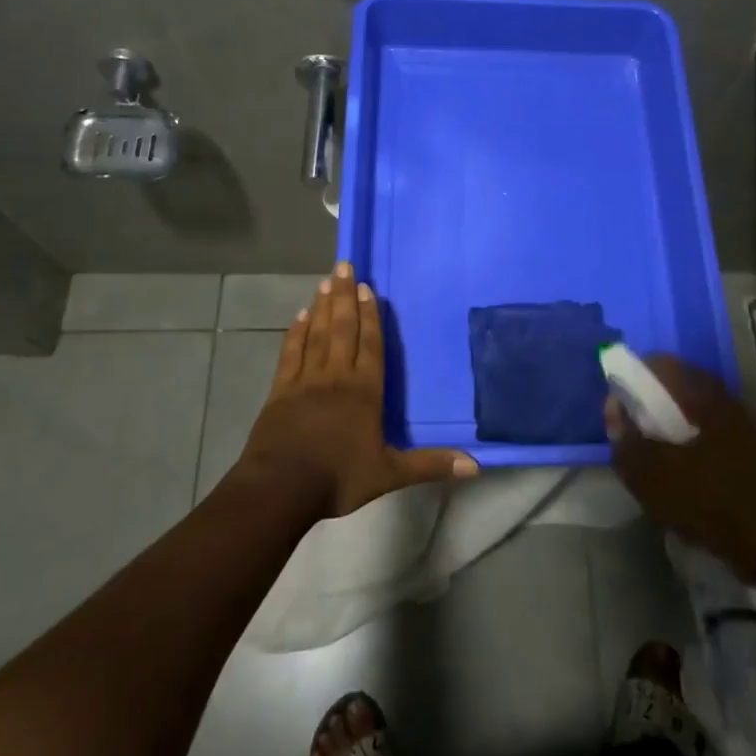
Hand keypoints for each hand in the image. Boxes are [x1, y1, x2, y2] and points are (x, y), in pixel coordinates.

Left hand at [238, 263, 477, 518]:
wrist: (280, 489)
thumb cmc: (337, 478)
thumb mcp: (389, 474)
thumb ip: (430, 464)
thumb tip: (475, 465)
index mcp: (364, 391)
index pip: (370, 345)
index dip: (370, 316)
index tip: (367, 288)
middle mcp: (336, 377)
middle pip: (342, 329)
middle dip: (345, 297)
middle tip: (344, 266)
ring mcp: (305, 381)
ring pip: (317, 334)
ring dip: (322, 307)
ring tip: (326, 282)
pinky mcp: (280, 391)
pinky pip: (290, 353)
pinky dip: (296, 333)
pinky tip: (299, 317)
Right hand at [605, 357, 755, 581]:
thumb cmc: (705, 497)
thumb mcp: (650, 475)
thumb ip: (625, 439)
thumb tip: (613, 407)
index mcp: (698, 391)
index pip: (658, 364)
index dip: (632, 377)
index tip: (617, 400)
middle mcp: (721, 394)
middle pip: (676, 385)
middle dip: (650, 400)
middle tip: (631, 426)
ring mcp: (738, 419)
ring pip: (693, 407)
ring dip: (670, 421)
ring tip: (651, 448)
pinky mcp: (747, 444)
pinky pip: (708, 428)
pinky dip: (689, 437)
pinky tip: (678, 464)